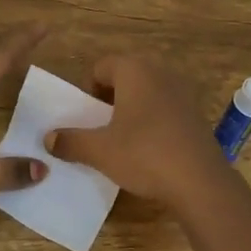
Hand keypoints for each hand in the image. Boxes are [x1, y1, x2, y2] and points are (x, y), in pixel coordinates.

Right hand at [45, 57, 236, 211]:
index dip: (87, 90)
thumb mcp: (100, 151)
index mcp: (134, 70)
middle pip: (124, 77)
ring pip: (146, 92)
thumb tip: (49, 139)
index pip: (101, 67)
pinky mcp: (196, 113)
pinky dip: (152, 121)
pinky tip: (149, 149)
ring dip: (131, 110)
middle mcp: (160, 72)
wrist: (200, 182)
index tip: (85, 117)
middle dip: (109, 99)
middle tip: (100, 128)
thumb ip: (71, 141)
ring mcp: (182, 92)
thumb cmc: (144, 155)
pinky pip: (164, 107)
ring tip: (122, 139)